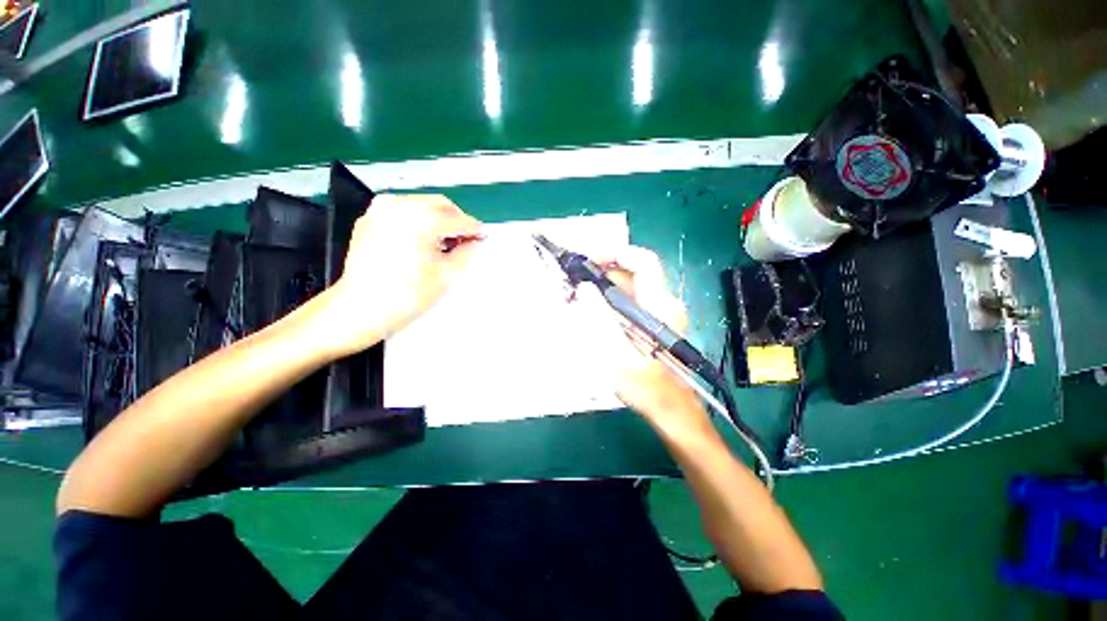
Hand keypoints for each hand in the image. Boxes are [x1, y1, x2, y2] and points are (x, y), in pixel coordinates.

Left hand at [314, 194, 482, 356]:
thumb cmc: (407, 294)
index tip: (483, 236)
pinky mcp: (369, 219)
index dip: (474, 229)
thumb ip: (467, 253)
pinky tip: (421, 241)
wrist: (360, 307)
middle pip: (440, 205)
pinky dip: (417, 221)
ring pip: (421, 205)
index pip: (458, 219)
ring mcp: (381, 210)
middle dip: (456, 220)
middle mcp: (400, 206)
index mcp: (422, 219)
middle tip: (466, 239)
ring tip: (444, 242)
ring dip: (437, 219)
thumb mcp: (447, 275)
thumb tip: (474, 242)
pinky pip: (402, 212)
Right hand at [589, 247, 713, 435]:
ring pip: (628, 289)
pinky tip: (590, 315)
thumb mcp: (617, 353)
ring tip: (576, 300)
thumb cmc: (647, 386)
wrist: (671, 411)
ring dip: (602, 290)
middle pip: (631, 275)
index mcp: (659, 306)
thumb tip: (584, 289)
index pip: (643, 262)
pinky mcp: (652, 325)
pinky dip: (608, 303)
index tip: (589, 260)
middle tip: (573, 284)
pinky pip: (628, 304)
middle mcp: (662, 304)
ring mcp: (658, 314)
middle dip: (601, 274)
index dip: (617, 253)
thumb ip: (599, 319)